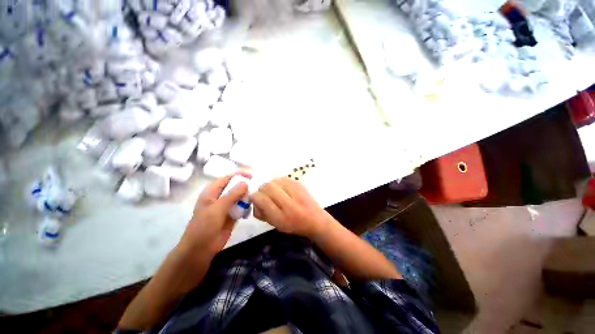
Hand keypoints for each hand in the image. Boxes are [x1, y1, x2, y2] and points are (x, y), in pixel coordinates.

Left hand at [178, 173, 249, 260]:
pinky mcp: (232, 215)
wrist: (201, 249)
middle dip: (245, 186)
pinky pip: (241, 206)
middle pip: (235, 187)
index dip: (239, 175)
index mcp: (212, 192)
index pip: (226, 178)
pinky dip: (247, 205)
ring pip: (239, 197)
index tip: (252, 176)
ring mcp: (226, 206)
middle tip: (258, 187)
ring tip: (257, 197)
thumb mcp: (217, 208)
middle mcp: (220, 197)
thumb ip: (232, 195)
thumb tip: (245, 183)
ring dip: (247, 196)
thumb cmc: (204, 226)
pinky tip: (252, 207)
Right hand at [251, 177, 328, 238]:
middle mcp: (289, 203)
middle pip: (267, 186)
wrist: (316, 220)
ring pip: (274, 180)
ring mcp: (296, 191)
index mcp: (282, 217)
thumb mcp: (276, 225)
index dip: (255, 198)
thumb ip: (262, 213)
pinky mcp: (300, 184)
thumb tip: (254, 198)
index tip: (256, 200)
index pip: (262, 199)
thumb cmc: (294, 225)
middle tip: (265, 196)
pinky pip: (282, 178)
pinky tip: (282, 189)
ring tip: (275, 193)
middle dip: (262, 190)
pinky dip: (278, 182)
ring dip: (270, 186)